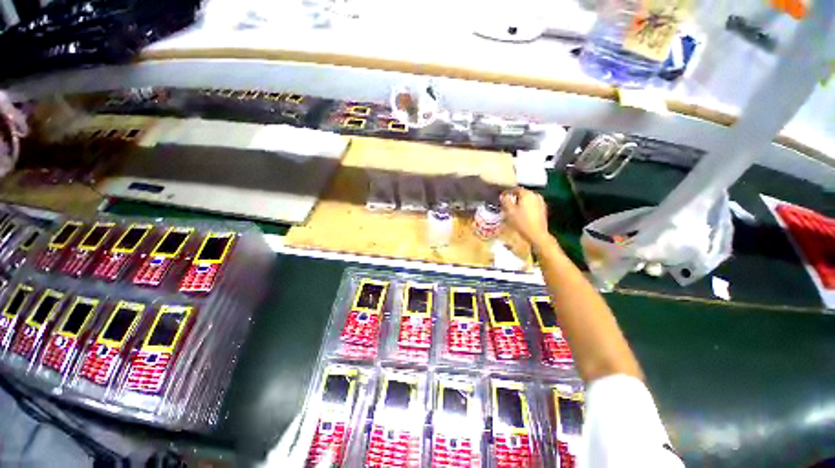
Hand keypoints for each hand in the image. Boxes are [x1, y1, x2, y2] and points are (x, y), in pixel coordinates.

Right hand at [501, 188, 553, 248]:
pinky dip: (526, 207)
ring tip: (514, 209)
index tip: (502, 197)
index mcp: (527, 194)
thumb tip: (503, 196)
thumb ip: (505, 201)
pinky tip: (522, 213)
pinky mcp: (543, 209)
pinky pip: (532, 204)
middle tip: (507, 204)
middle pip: (522, 194)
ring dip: (520, 202)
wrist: (537, 234)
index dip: (507, 192)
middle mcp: (535, 195)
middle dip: (514, 198)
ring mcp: (541, 202)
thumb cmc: (521, 222)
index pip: (515, 189)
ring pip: (527, 199)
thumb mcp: (510, 211)